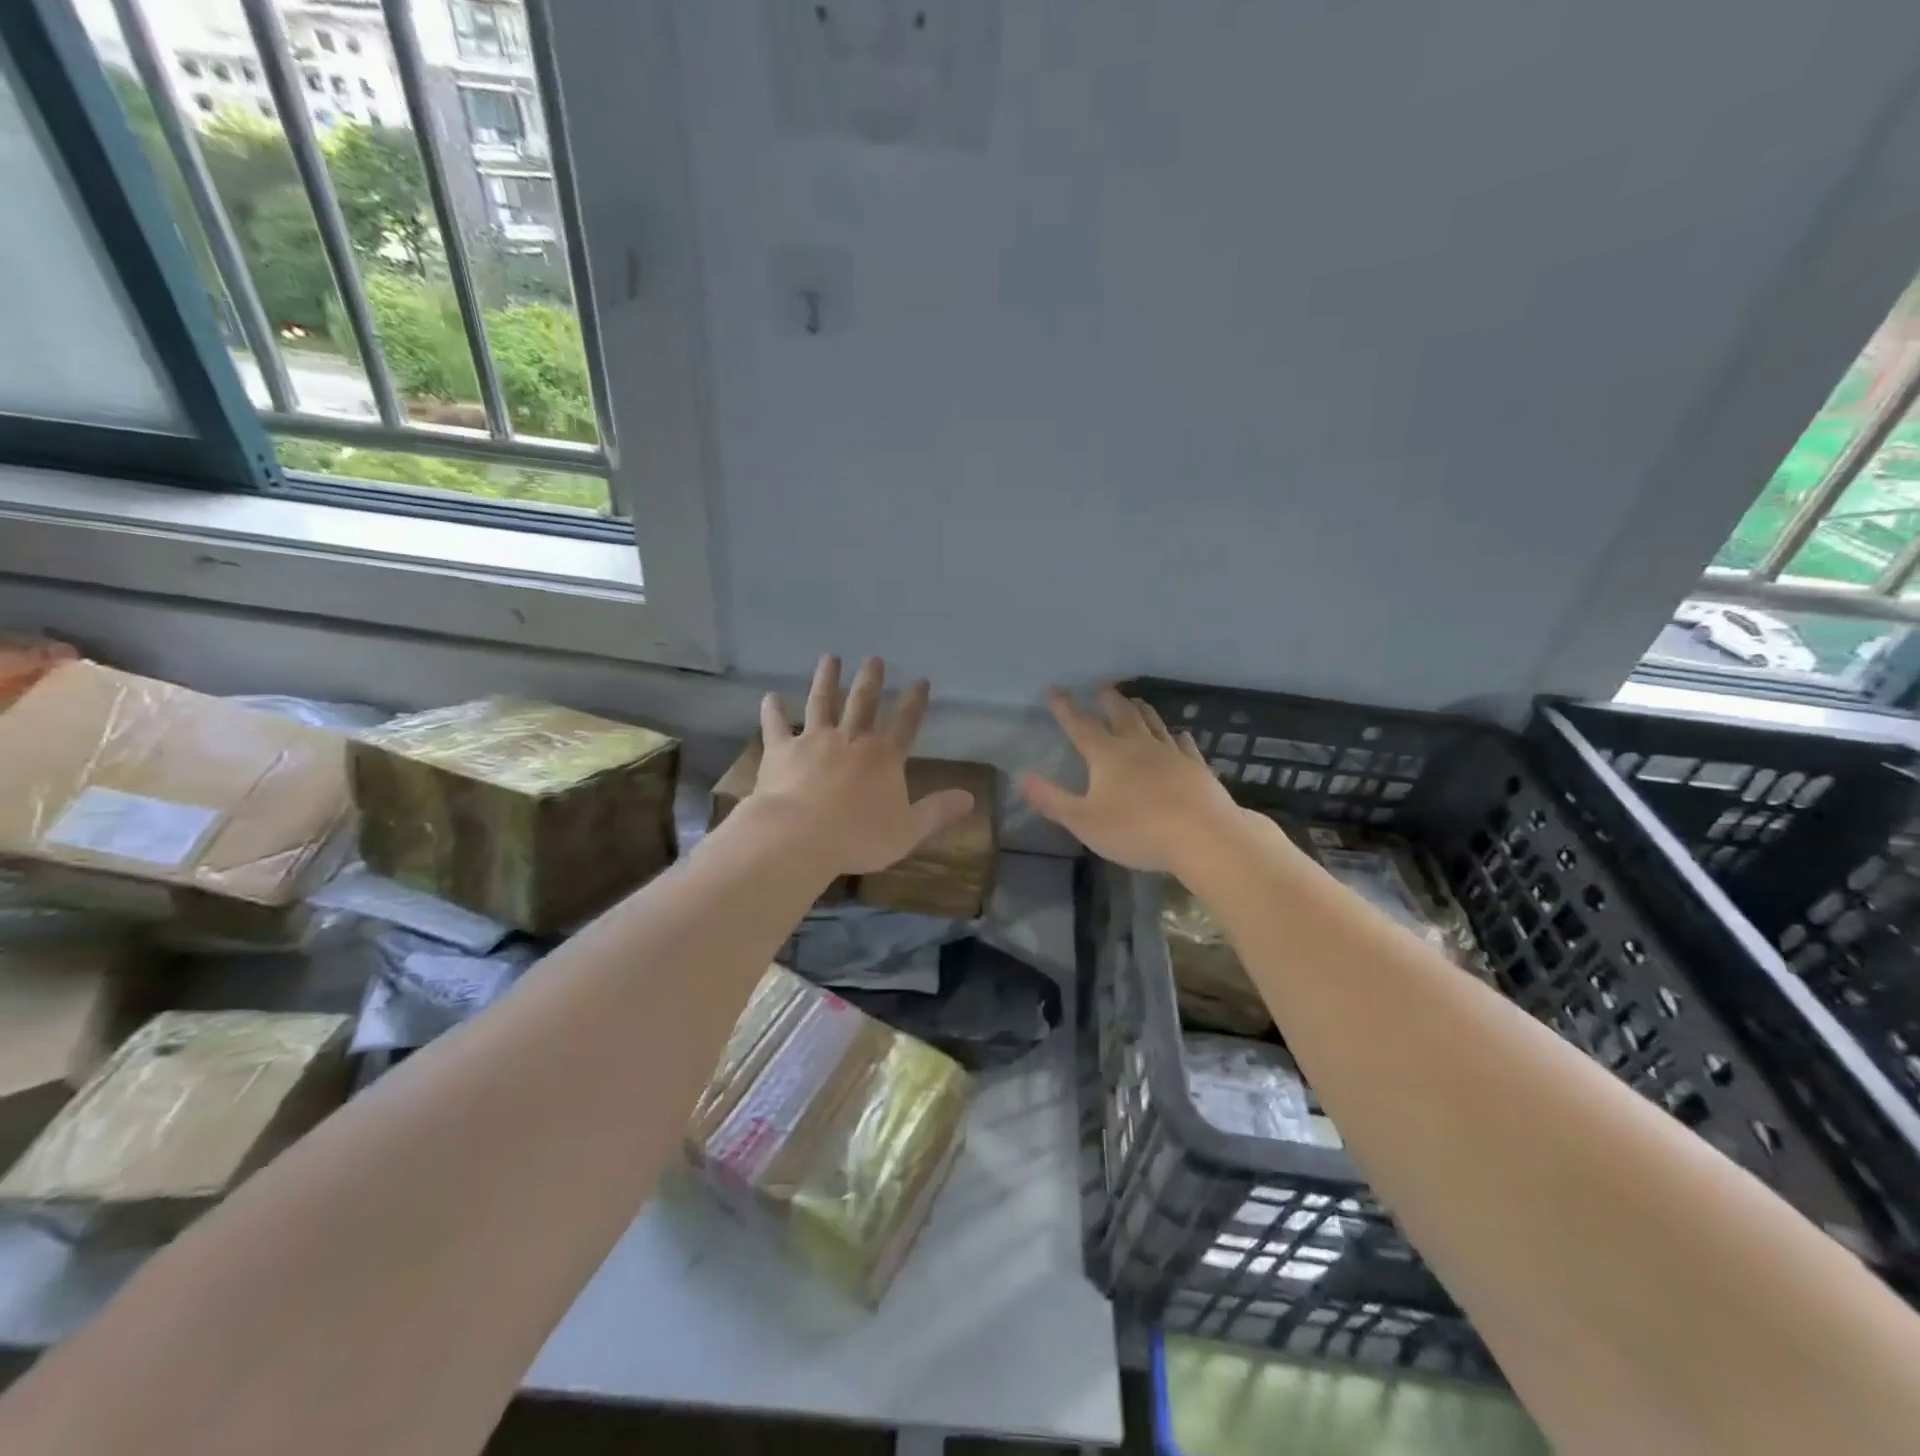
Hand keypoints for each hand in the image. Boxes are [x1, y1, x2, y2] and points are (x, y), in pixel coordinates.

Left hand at [755, 655, 975, 875]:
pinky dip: (773, 710)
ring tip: (830, 657)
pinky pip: (776, 725)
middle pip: (863, 702)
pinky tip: (769, 696)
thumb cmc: (858, 837)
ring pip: (822, 702)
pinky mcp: (781, 750)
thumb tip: (970, 798)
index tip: (920, 680)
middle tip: (873, 658)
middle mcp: (851, 740)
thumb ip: (937, 812)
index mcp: (883, 757)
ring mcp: (814, 741)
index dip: (915, 701)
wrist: (799, 836)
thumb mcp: (908, 831)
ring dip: (827, 679)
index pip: (905, 722)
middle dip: (871, 679)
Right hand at [1021, 687, 1243, 873]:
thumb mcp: (1083, 821)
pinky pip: (1185, 745)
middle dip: (1108, 699)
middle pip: (1121, 715)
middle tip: (1102, 685)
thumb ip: (1052, 799)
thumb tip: (1022, 777)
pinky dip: (1178, 737)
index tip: (1054, 689)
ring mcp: (1171, 754)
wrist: (1202, 836)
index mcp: (1107, 756)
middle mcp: (1138, 746)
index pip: (1080, 725)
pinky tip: (1180, 735)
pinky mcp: (1196, 768)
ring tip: (1135, 700)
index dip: (1064, 707)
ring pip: (1153, 723)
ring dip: (1141, 709)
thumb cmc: (1136, 830)